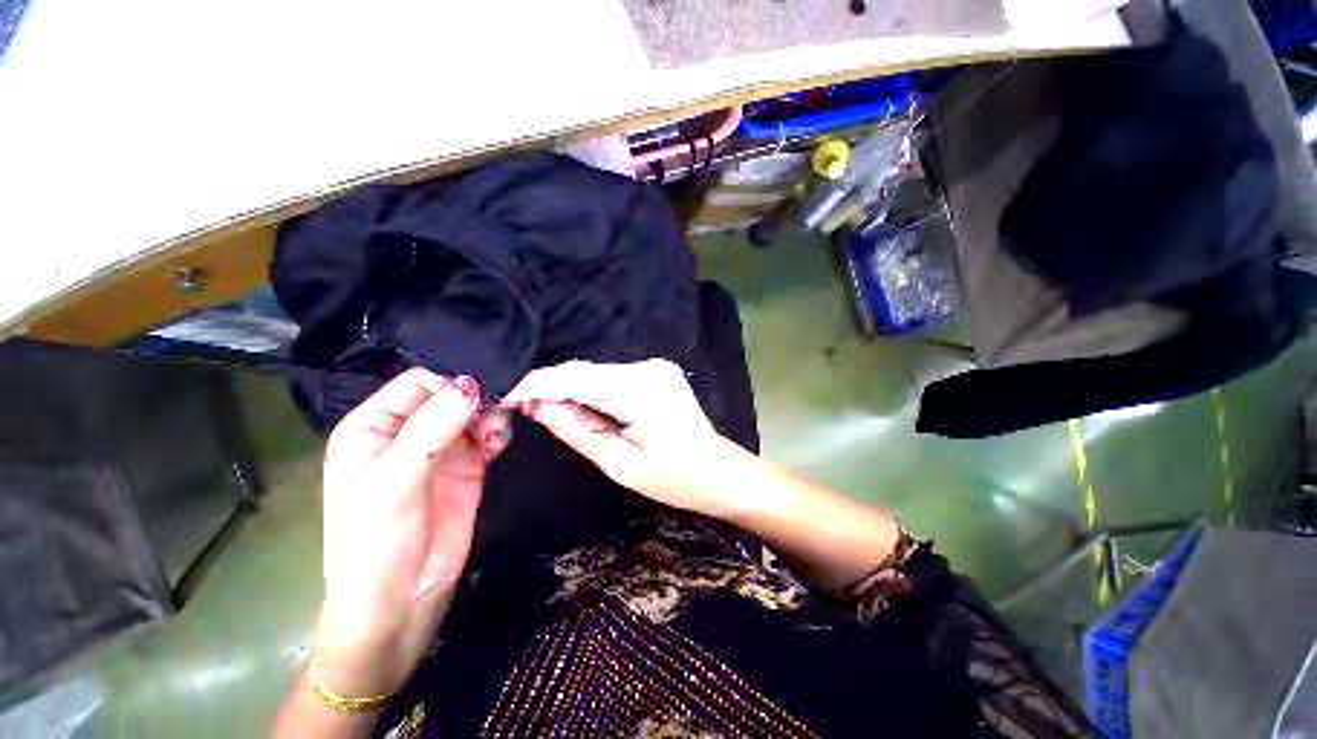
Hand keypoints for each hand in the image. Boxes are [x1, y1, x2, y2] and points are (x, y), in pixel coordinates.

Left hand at [314, 369, 509, 698]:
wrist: (402, 602)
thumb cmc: (377, 543)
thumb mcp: (395, 483)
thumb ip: (431, 429)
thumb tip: (470, 384)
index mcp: (374, 426)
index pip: (419, 381)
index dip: (452, 381)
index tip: (484, 392)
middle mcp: (408, 431)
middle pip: (452, 394)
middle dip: (478, 399)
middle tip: (499, 412)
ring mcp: (441, 448)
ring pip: (475, 411)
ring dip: (491, 417)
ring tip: (496, 441)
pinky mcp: (468, 465)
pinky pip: (488, 434)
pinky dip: (498, 434)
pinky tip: (498, 449)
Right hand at [503, 359, 753, 520]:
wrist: (720, 471)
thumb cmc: (676, 480)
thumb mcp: (621, 465)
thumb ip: (578, 431)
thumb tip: (537, 407)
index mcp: (641, 392)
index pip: (576, 378)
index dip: (537, 385)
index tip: (504, 397)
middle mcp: (648, 368)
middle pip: (585, 371)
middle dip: (551, 387)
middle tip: (520, 409)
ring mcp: (655, 365)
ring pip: (597, 372)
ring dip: (571, 389)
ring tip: (550, 412)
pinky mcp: (657, 370)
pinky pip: (612, 376)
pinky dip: (592, 389)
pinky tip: (583, 407)